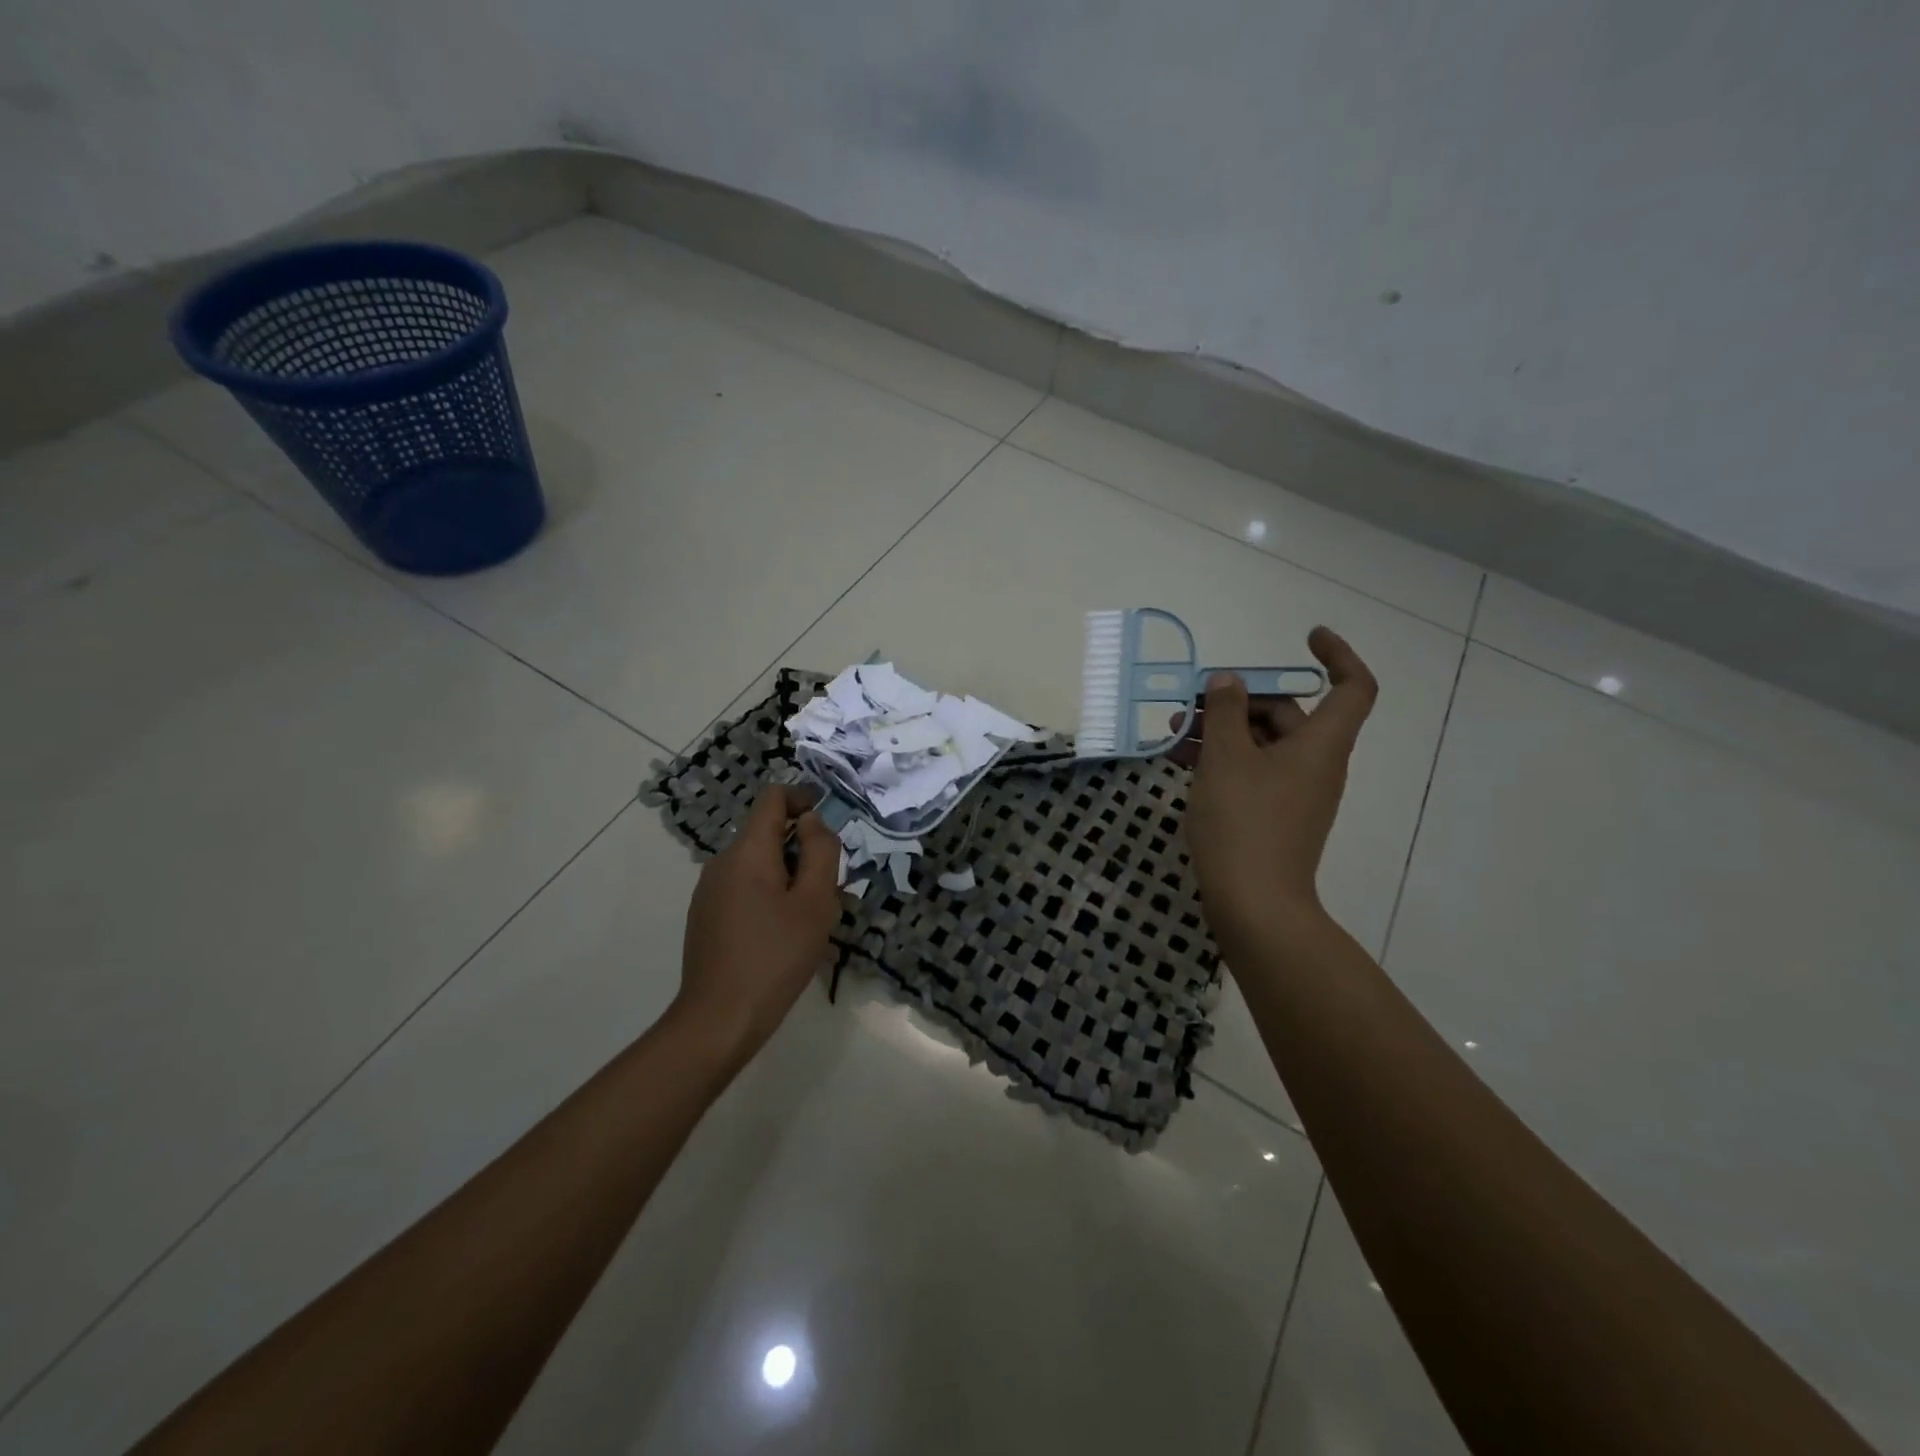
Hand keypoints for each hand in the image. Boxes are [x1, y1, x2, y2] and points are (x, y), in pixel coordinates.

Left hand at [674, 784, 842, 1068]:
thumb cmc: (775, 957)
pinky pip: (744, 887)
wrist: (718, 1020)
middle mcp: (722, 861)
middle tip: (830, 885)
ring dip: (788, 874)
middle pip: (767, 832)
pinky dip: (770, 893)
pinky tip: (784, 933)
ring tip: (812, 915)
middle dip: (802, 847)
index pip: (773, 797)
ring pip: (757, 863)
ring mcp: (709, 890)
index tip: (830, 824)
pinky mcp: (706, 915)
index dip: (804, 798)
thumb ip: (820, 851)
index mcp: (747, 851)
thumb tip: (812, 820)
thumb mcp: (815, 902)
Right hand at [1181, 627, 1377, 952]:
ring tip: (1174, 732)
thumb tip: (1228, 681)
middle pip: (1288, 713)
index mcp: (1319, 744)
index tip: (1306, 638)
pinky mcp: (1274, 815)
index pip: (1352, 686)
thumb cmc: (1243, 822)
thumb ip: (1224, 712)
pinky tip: (1181, 761)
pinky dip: (1223, 760)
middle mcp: (1315, 764)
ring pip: (1262, 744)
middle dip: (1239, 700)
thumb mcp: (1226, 758)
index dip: (1337, 655)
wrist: (1254, 904)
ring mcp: (1295, 792)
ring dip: (1222, 731)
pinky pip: (1253, 771)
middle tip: (1192, 702)